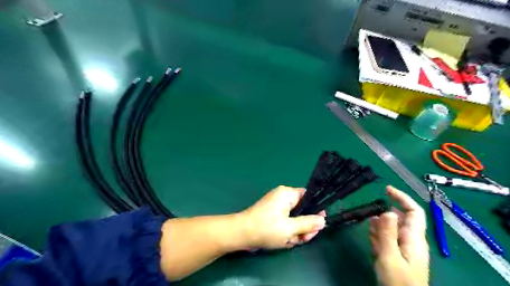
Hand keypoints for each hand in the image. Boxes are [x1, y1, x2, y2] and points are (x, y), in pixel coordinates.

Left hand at [241, 186, 326, 248]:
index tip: (317, 225)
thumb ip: (308, 224)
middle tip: (303, 239)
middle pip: (302, 209)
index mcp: (287, 194)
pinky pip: (286, 220)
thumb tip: (323, 220)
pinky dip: (287, 230)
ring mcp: (276, 205)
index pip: (308, 197)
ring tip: (290, 241)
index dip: (315, 210)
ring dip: (296, 231)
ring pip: (294, 217)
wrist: (241, 234)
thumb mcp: (290, 228)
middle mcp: (282, 196)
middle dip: (304, 225)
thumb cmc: (266, 228)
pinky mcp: (272, 214)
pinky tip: (284, 240)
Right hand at [369, 185, 426, 285]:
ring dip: (381, 223)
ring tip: (368, 222)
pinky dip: (379, 234)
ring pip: (393, 229)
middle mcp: (410, 241)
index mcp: (413, 238)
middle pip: (401, 219)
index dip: (402, 197)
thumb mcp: (389, 255)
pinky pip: (389, 240)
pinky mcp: (397, 257)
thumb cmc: (398, 281)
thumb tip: (386, 210)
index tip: (386, 189)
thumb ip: (387, 232)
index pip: (413, 211)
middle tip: (371, 211)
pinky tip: (371, 234)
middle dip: (386, 212)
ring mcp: (404, 249)